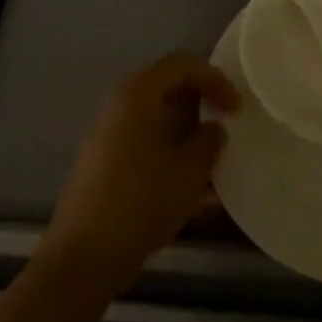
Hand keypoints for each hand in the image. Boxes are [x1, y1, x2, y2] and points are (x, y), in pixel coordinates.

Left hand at [40, 53, 238, 296]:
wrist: (84, 256)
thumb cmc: (142, 199)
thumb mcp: (190, 168)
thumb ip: (209, 140)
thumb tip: (212, 129)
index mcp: (137, 93)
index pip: (182, 65)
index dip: (215, 79)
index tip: (237, 108)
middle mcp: (117, 105)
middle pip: (166, 88)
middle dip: (201, 103)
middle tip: (225, 123)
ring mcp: (106, 136)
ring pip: (156, 120)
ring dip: (187, 133)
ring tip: (213, 160)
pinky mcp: (102, 165)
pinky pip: (144, 145)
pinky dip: (170, 155)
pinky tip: (192, 190)